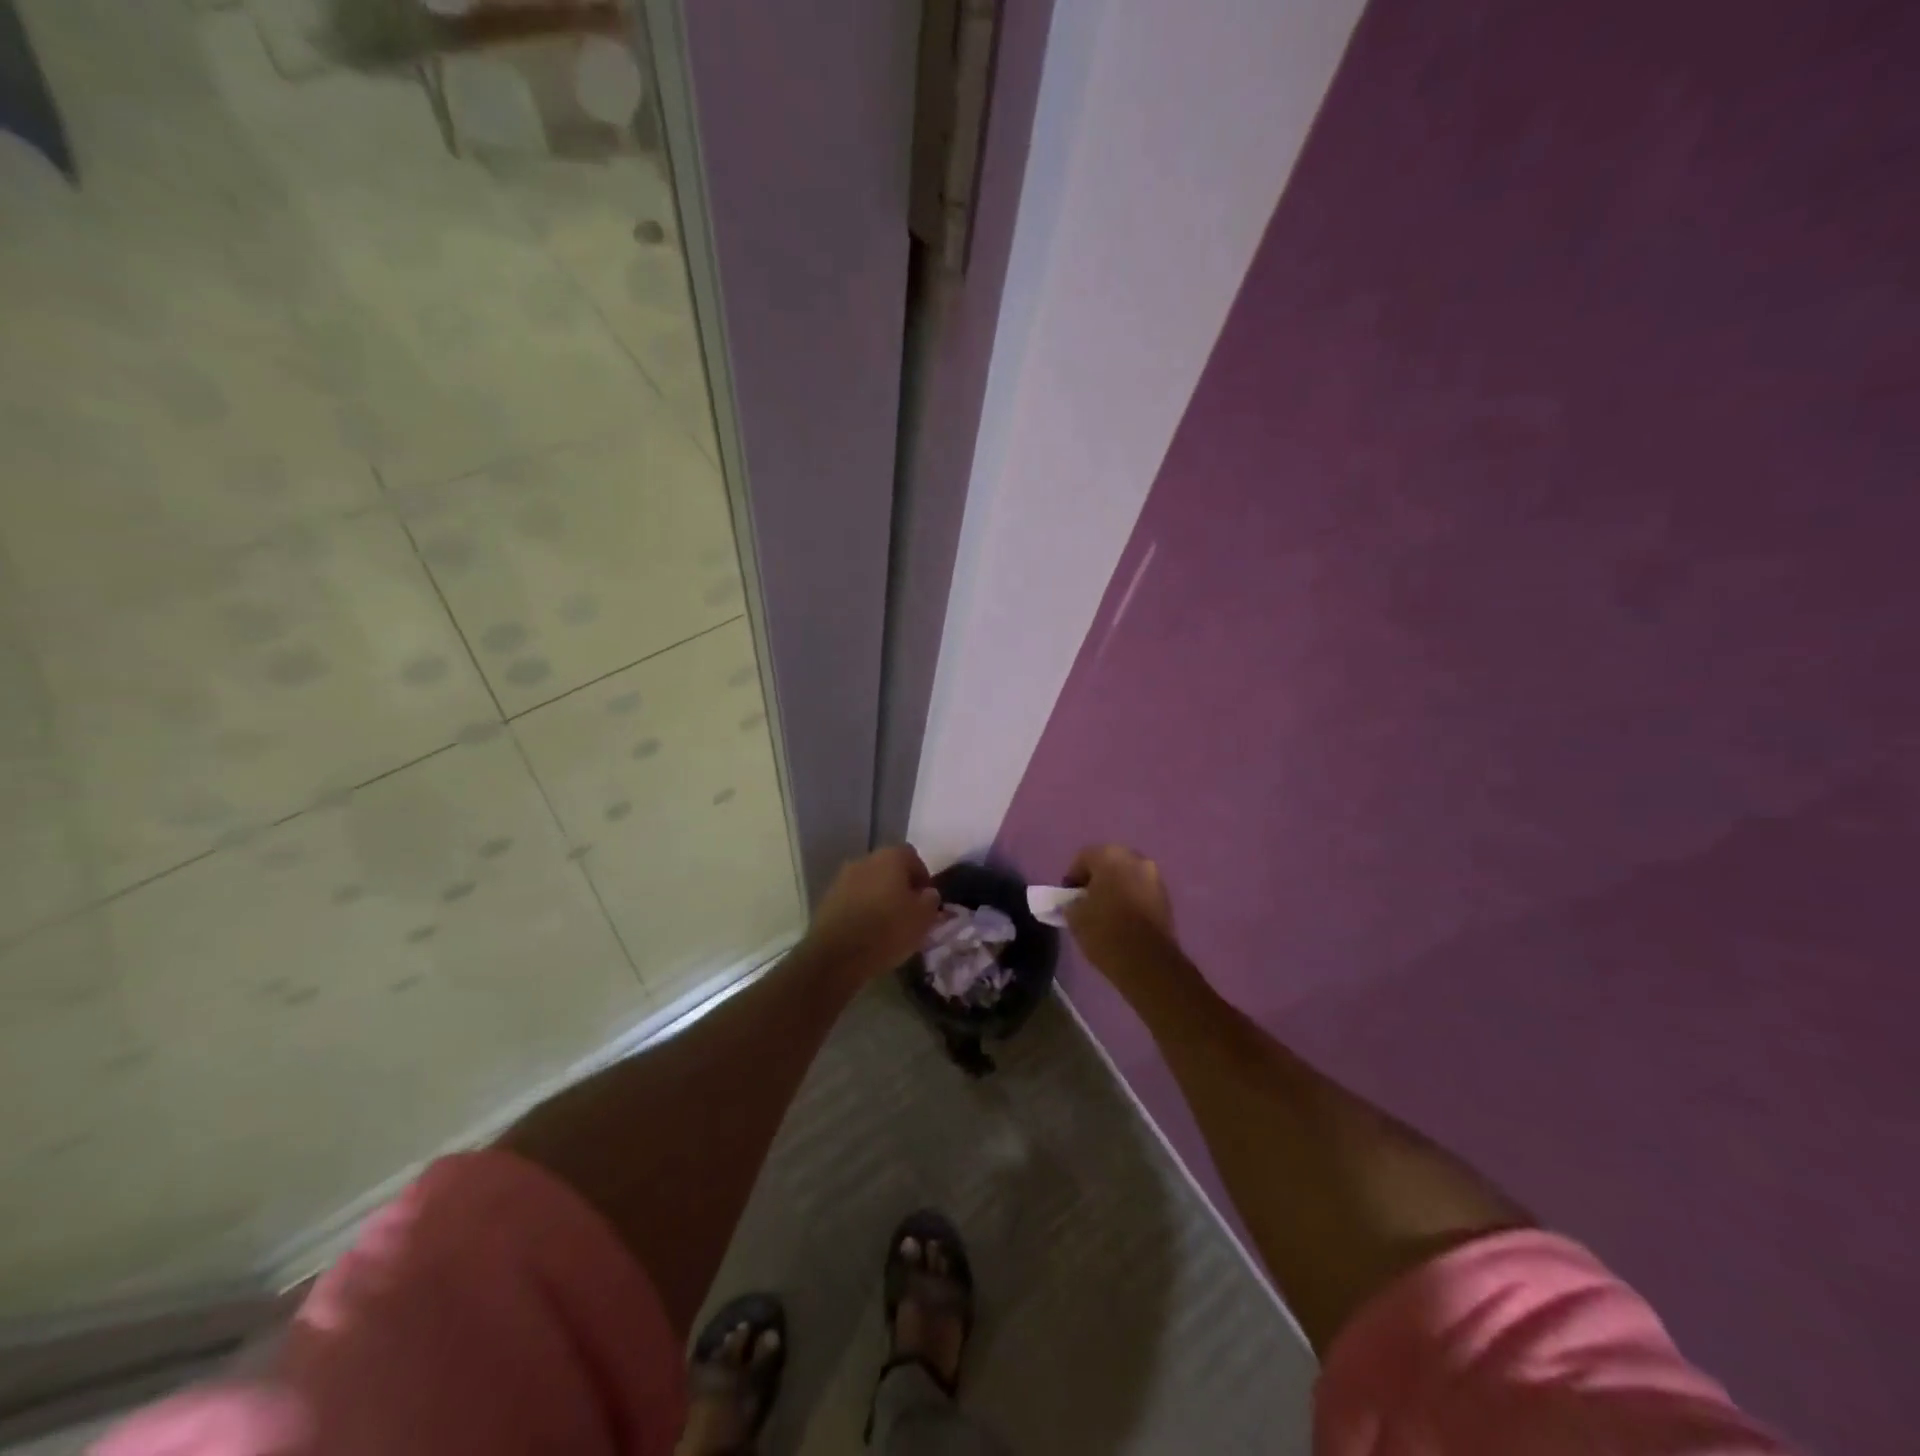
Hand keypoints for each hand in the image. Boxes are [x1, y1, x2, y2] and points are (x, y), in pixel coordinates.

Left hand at [806, 844, 941, 980]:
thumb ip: (931, 900)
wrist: (837, 955)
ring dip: (879, 899)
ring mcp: (842, 879)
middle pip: (888, 869)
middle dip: (899, 887)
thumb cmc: (887, 930)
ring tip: (887, 926)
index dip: (922, 877)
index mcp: (890, 857)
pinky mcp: (827, 900)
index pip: (912, 856)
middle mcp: (864, 860)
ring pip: (869, 885)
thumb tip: (927, 893)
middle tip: (908, 913)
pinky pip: (852, 900)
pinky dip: (862, 911)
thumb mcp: (923, 918)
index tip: (926, 901)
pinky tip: (867, 933)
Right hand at [1063, 844, 1176, 979]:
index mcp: (1110, 857)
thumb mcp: (1074, 917)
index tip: (1068, 897)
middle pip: (1109, 862)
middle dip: (1097, 879)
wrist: (1147, 962)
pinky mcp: (1166, 897)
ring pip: (1128, 876)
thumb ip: (1071, 902)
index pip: (1084, 857)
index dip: (1073, 876)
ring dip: (1116, 888)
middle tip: (1086, 901)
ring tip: (1105, 912)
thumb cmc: (1105, 932)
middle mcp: (1136, 859)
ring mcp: (1154, 877)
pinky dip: (1131, 898)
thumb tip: (1075, 902)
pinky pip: (1141, 890)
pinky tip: (1123, 919)